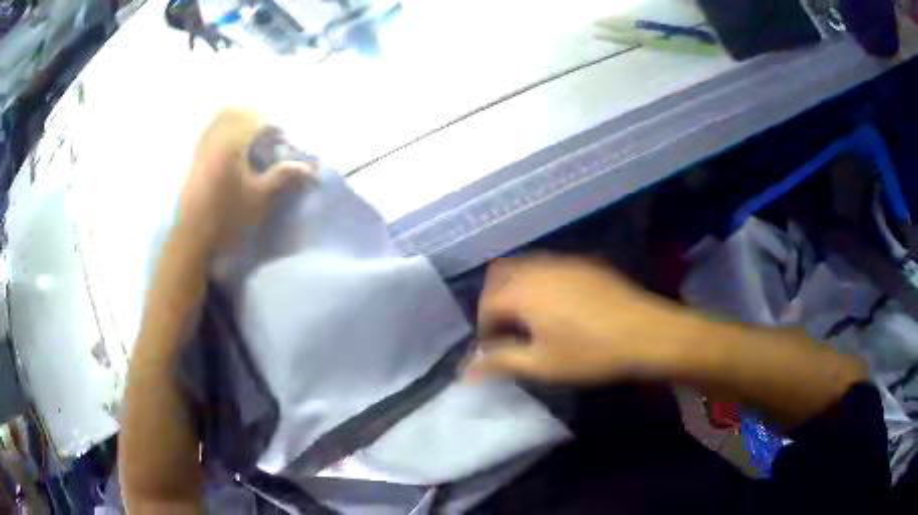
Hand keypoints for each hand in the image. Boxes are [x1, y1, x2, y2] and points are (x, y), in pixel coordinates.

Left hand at [178, 108, 316, 248]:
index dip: (275, 127)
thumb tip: (310, 167)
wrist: (193, 238)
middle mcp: (215, 138)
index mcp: (232, 144)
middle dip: (255, 118)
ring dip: (237, 122)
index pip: (258, 120)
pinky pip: (209, 132)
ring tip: (249, 138)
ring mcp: (202, 147)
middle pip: (237, 112)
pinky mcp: (194, 158)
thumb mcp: (260, 198)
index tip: (283, 141)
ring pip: (220, 119)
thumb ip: (283, 176)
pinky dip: (222, 131)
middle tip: (267, 134)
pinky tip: (229, 149)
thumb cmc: (228, 217)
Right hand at [467, 255, 701, 383]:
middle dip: (495, 303)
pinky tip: (559, 307)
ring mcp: (564, 261)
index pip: (486, 305)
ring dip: (517, 290)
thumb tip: (466, 371)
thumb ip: (501, 363)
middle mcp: (538, 268)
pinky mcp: (585, 263)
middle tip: (508, 332)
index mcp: (522, 291)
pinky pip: (550, 267)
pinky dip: (541, 283)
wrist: (645, 333)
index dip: (485, 330)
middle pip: (500, 277)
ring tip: (531, 320)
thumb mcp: (541, 365)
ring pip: (525, 268)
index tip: (495, 352)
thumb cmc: (590, 353)